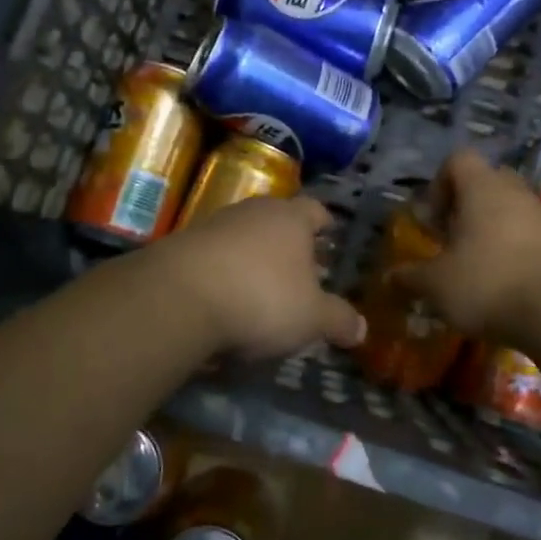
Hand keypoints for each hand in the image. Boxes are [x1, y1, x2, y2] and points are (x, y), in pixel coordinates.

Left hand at [149, 196, 366, 361]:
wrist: (179, 296)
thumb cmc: (261, 296)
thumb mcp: (311, 317)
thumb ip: (338, 320)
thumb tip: (361, 329)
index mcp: (291, 218)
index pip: (316, 210)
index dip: (325, 224)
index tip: (330, 236)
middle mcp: (254, 211)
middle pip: (278, 220)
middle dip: (289, 243)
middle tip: (301, 269)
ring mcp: (215, 224)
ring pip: (244, 236)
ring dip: (253, 258)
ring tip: (261, 288)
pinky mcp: (182, 245)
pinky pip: (214, 256)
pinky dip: (224, 273)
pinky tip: (225, 300)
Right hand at [394, 149, 540, 340]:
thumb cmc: (486, 284)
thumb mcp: (436, 285)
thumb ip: (410, 277)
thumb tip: (390, 278)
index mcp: (482, 188)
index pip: (458, 159)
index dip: (439, 183)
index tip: (433, 219)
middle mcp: (514, 191)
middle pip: (486, 180)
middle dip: (466, 204)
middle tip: (453, 237)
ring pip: (510, 206)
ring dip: (491, 226)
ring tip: (477, 262)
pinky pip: (530, 231)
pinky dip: (514, 246)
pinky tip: (504, 279)